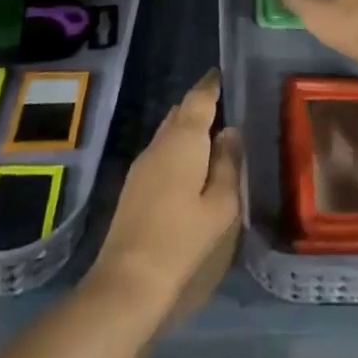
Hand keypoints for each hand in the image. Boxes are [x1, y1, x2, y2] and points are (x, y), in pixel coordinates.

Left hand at [92, 70, 242, 319]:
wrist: (128, 283)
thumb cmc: (182, 240)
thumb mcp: (221, 205)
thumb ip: (228, 164)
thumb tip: (230, 132)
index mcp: (184, 140)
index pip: (198, 99)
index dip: (210, 85)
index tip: (220, 74)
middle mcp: (159, 143)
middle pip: (180, 113)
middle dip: (199, 106)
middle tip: (223, 106)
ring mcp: (142, 165)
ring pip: (168, 133)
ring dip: (187, 129)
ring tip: (211, 136)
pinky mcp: (133, 187)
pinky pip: (161, 152)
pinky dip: (178, 148)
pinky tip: (191, 166)